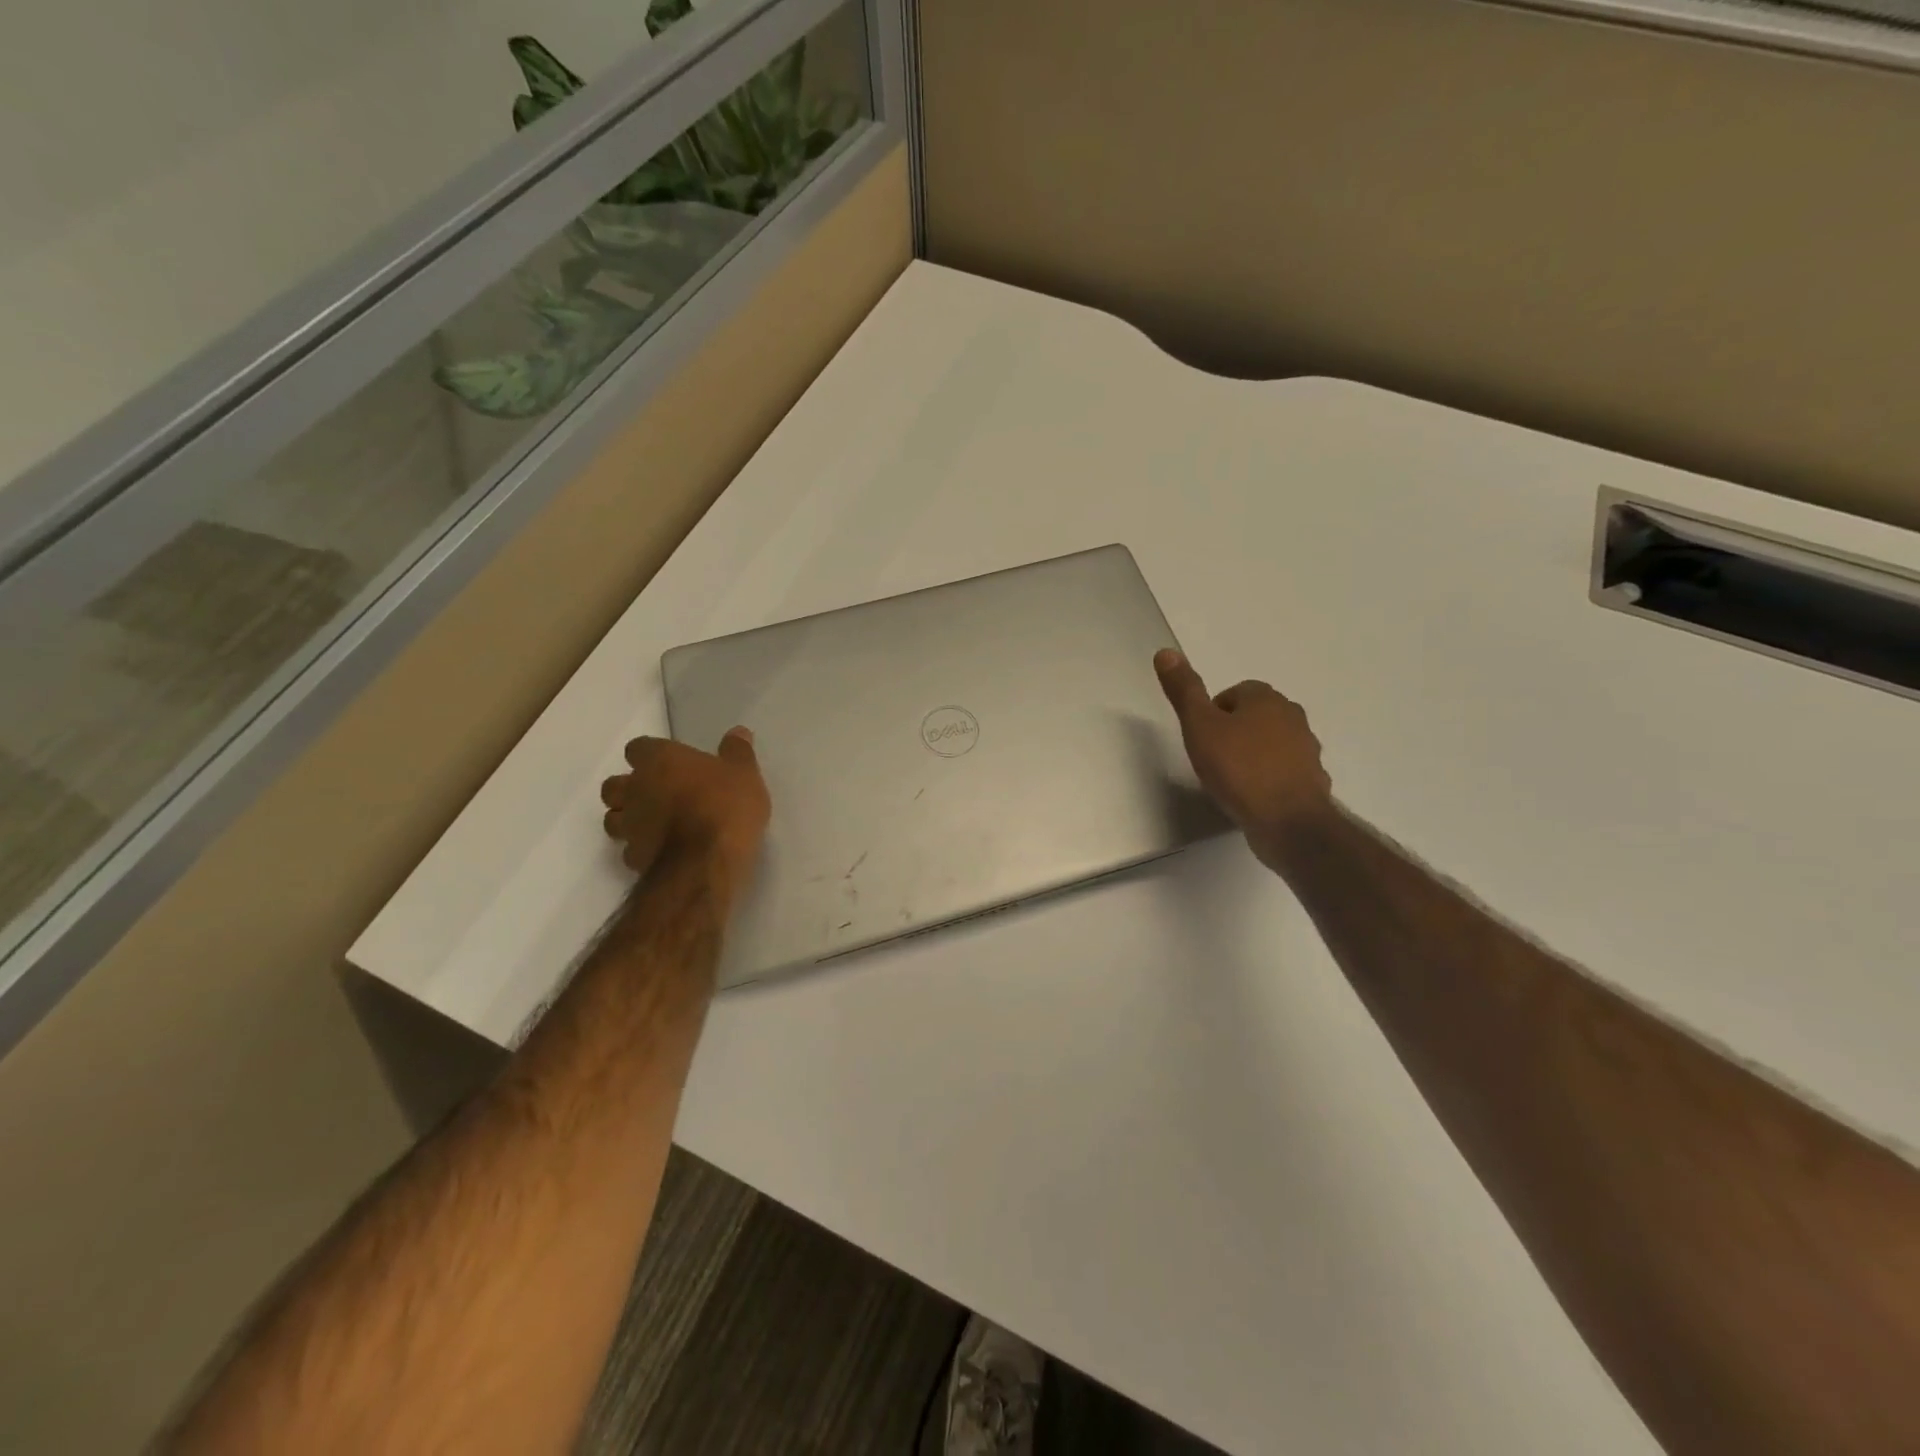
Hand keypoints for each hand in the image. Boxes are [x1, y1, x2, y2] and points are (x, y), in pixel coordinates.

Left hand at [601, 727, 770, 896]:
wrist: (705, 863)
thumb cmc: (725, 806)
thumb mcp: (744, 774)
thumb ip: (737, 751)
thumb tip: (738, 732)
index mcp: (659, 760)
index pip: (638, 748)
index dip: (651, 755)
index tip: (671, 763)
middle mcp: (635, 789)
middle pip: (614, 785)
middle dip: (629, 788)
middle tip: (659, 794)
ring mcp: (630, 826)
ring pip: (613, 818)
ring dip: (628, 819)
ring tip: (656, 824)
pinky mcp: (634, 858)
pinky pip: (630, 849)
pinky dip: (642, 848)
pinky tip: (663, 851)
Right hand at [1154, 650, 1333, 853]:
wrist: (1287, 821)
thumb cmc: (1239, 769)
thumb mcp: (1200, 727)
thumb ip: (1184, 691)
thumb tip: (1166, 651)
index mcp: (1266, 699)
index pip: (1236, 692)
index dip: (1214, 712)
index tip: (1202, 737)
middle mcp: (1292, 717)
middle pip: (1256, 716)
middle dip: (1235, 731)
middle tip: (1213, 757)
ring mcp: (1307, 749)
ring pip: (1273, 743)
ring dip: (1254, 754)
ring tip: (1231, 779)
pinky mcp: (1312, 780)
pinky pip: (1285, 771)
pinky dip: (1270, 778)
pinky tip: (1253, 797)